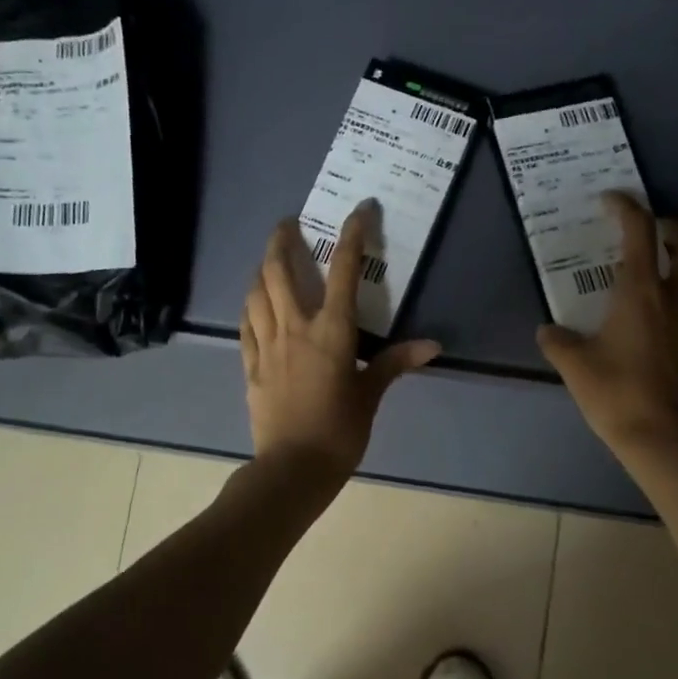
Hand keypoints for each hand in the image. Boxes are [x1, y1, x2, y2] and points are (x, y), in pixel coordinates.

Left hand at [240, 204, 439, 483]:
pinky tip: (254, 304)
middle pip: (279, 270)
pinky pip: (245, 326)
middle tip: (289, 224)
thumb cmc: (339, 432)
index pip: (344, 271)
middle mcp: (294, 328)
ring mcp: (266, 346)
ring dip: (261, 269)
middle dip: (282, 239)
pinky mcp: (250, 367)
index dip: (352, 235)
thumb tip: (432, 346)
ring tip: (269, 260)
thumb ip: (395, 363)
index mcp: (331, 332)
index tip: (359, 210)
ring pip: (256, 293)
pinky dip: (250, 306)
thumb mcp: (371, 396)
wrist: (293, 468)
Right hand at [536, 192, 677, 458]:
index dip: (625, 207)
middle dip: (669, 226)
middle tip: (650, 229)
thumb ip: (558, 341)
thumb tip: (548, 330)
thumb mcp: (574, 365)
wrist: (660, 434)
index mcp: (641, 291)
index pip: (639, 231)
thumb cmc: (615, 393)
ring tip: (673, 260)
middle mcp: (675, 295)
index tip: (610, 201)